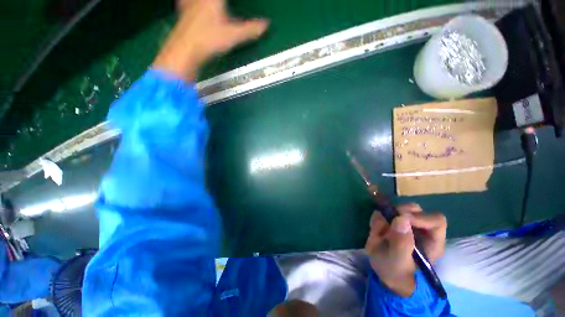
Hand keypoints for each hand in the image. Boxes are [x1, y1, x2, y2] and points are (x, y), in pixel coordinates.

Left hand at [153, 0, 268, 80]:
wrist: (186, 49)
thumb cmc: (210, 40)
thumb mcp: (234, 36)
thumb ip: (250, 29)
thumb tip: (266, 25)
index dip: (232, 1)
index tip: (234, 3)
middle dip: (220, 1)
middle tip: (222, 4)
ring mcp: (190, 2)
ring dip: (205, 2)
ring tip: (214, 5)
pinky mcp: (183, 11)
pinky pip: (185, 1)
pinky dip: (188, 1)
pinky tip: (189, 3)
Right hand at [364, 203, 446, 296]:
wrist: (382, 271)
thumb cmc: (396, 272)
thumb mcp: (398, 262)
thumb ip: (401, 243)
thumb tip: (401, 219)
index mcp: (432, 241)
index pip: (436, 220)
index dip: (420, 217)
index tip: (400, 219)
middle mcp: (421, 228)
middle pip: (415, 209)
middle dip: (397, 213)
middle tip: (385, 223)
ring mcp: (406, 223)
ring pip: (397, 207)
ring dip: (384, 217)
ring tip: (378, 233)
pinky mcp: (392, 221)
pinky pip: (383, 211)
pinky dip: (376, 219)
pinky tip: (375, 232)